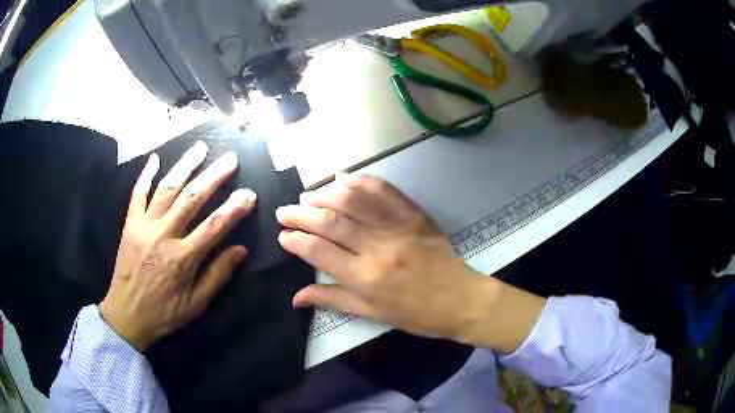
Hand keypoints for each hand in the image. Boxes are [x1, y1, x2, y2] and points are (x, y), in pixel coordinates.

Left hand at [100, 142, 256, 351]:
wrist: (126, 315)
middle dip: (213, 175)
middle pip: (192, 198)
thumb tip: (240, 250)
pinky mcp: (130, 224)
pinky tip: (156, 158)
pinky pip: (137, 194)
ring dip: (185, 166)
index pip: (215, 226)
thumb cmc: (164, 313)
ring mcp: (144, 226)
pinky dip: (146, 174)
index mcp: (183, 258)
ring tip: (200, 148)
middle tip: (230, 158)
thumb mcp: (196, 304)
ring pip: (167, 189)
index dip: (234, 208)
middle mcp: (164, 235)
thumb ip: (217, 276)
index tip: (249, 193)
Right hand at [276, 175, 545, 352]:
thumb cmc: (415, 314)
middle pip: (330, 221)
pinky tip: (343, 180)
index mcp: (365, 277)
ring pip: (353, 199)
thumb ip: (332, 300)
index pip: (318, 250)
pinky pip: (384, 190)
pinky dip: (360, 181)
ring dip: (325, 194)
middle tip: (284, 210)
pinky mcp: (414, 214)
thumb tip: (296, 297)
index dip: (295, 240)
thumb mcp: (372, 314)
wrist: (459, 299)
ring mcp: (397, 226)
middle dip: (301, 213)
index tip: (283, 235)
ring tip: (308, 195)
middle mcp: (377, 247)